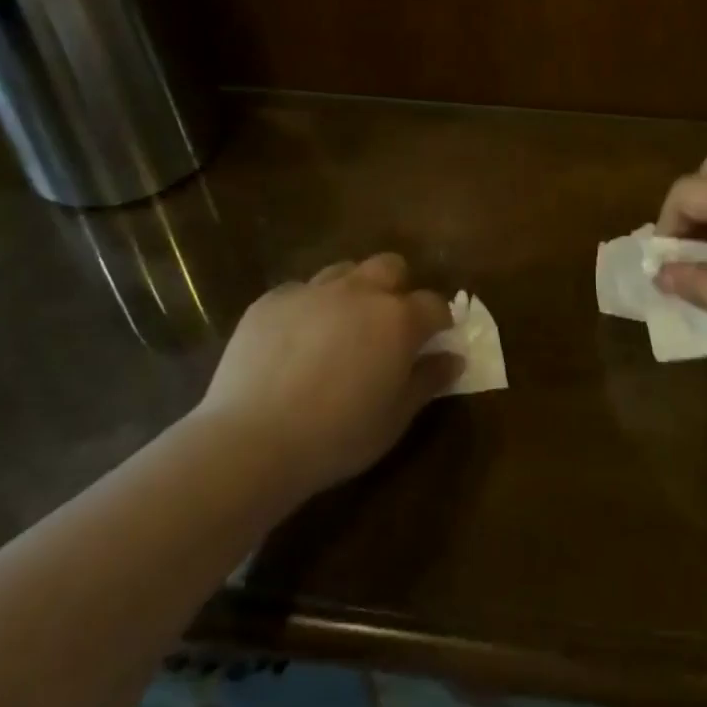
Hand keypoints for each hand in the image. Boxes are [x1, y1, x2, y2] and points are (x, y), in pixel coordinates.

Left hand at [197, 255, 456, 498]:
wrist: (253, 439)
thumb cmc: (337, 436)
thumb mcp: (394, 418)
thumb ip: (428, 381)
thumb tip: (453, 358)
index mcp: (397, 319)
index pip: (434, 304)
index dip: (439, 320)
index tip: (435, 339)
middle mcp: (358, 292)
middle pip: (390, 267)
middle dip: (397, 288)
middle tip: (388, 325)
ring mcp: (311, 290)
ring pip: (344, 271)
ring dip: (352, 291)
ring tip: (341, 327)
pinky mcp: (271, 300)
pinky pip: (299, 291)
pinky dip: (308, 308)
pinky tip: (295, 341)